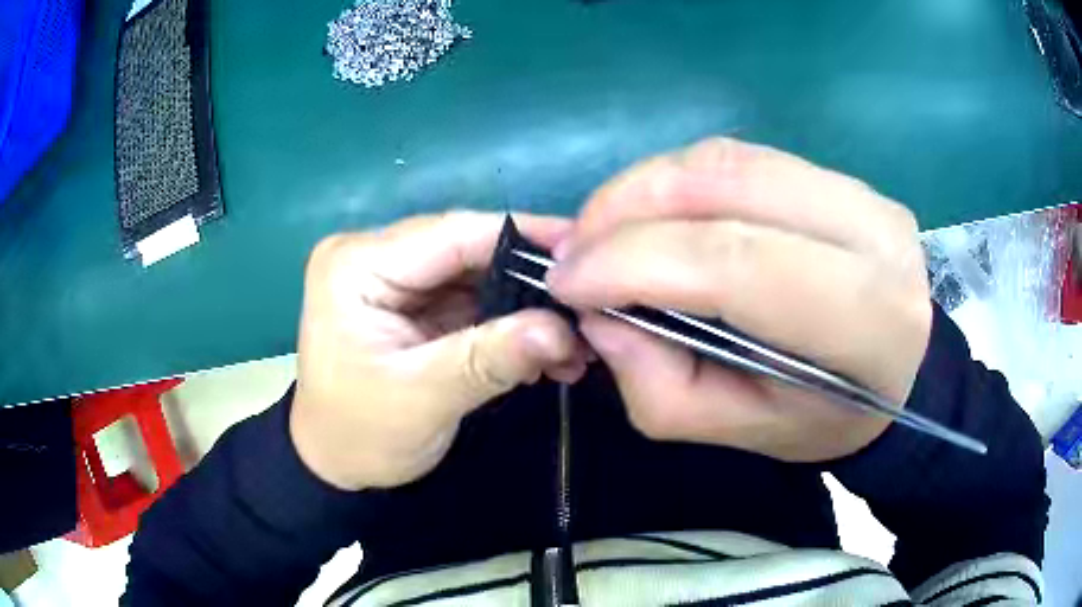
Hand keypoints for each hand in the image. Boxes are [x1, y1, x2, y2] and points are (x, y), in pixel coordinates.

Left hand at [291, 212, 588, 490]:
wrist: (334, 465)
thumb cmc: (359, 435)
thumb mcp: (421, 399)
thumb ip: (490, 359)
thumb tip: (561, 329)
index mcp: (357, 264)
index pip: (451, 233)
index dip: (522, 237)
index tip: (585, 250)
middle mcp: (374, 256)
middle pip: (468, 251)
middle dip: (529, 281)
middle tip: (588, 306)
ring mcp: (395, 280)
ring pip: (477, 276)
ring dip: (526, 308)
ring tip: (576, 342)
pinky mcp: (414, 305)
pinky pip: (472, 302)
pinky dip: (509, 326)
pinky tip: (547, 352)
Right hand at [548, 138, 931, 461]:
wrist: (893, 377)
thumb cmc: (820, 421)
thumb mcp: (735, 432)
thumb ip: (658, 383)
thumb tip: (599, 313)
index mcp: (867, 320)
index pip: (739, 263)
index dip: (636, 261)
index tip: (565, 280)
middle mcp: (874, 234)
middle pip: (729, 185)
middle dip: (627, 207)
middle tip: (572, 248)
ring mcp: (861, 191)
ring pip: (728, 159)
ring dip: (646, 186)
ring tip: (602, 229)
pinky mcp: (839, 175)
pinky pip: (741, 156)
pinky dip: (679, 178)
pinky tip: (652, 211)